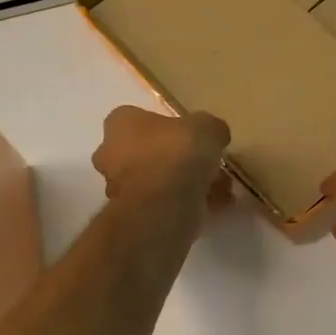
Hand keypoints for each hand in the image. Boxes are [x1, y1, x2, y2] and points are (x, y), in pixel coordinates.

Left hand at [92, 106, 231, 216]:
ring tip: (222, 189)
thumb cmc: (177, 153)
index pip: (139, 118)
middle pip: (149, 152)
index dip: (169, 126)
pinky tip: (219, 206)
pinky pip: (166, 204)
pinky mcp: (136, 215)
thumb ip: (211, 128)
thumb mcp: (207, 127)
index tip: (193, 135)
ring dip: (188, 184)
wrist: (164, 206)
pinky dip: (190, 204)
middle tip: (209, 164)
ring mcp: (121, 188)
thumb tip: (215, 135)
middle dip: (179, 159)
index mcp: (121, 124)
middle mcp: (112, 154)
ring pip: (159, 181)